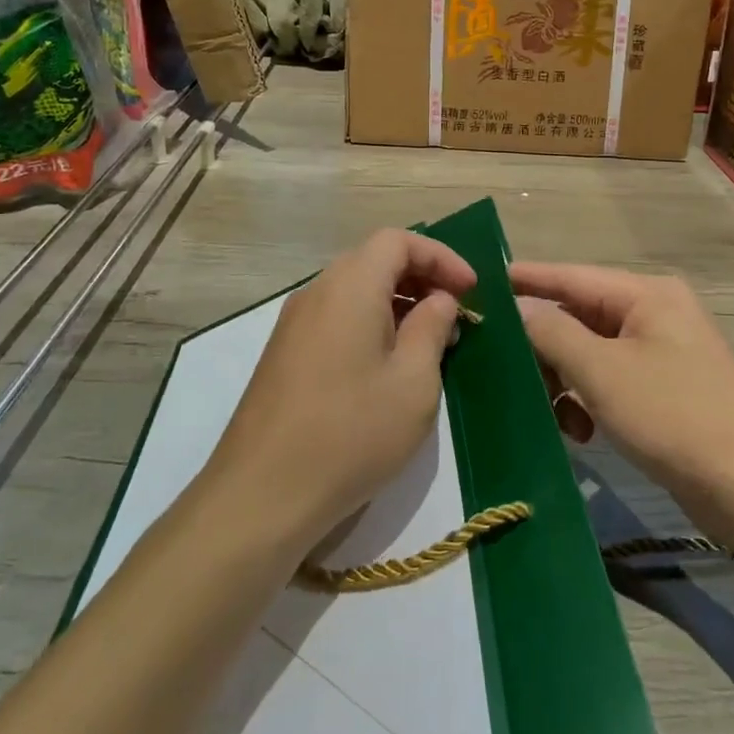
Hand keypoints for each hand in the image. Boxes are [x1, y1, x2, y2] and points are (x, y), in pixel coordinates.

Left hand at [208, 229, 477, 550]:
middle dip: (421, 278)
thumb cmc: (352, 432)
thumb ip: (432, 328)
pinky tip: (388, 366)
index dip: (440, 256)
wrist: (263, 493)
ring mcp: (294, 324)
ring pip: (354, 290)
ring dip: (397, 303)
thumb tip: (438, 300)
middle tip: (455, 314)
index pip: (398, 240)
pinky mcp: (284, 354)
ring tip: (429, 342)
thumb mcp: (413, 382)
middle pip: (374, 260)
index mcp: (350, 286)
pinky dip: (370, 324)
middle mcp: (317, 292)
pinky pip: (336, 318)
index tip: (471, 290)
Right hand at [510, 262, 733, 534]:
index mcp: (646, 294)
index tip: (482, 283)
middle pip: (579, 316)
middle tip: (508, 373)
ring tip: (550, 414)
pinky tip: (581, 432)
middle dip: (544, 346)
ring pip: (590, 352)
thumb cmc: (675, 418)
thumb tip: (518, 307)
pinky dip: (589, 399)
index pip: (571, 275)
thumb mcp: (603, 372)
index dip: (526, 279)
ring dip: (564, 380)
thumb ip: (553, 332)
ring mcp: (662, 350)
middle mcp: (654, 312)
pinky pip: (610, 379)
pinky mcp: (664, 387)